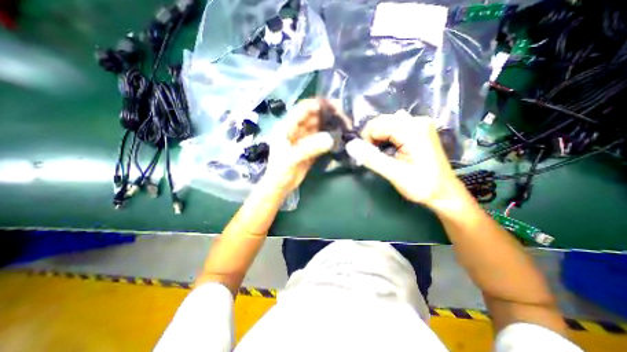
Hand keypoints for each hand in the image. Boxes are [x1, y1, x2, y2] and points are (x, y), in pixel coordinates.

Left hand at [261, 99, 334, 195]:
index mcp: (286, 127)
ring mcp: (304, 139)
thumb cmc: (280, 171)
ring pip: (318, 128)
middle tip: (343, 115)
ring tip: (344, 124)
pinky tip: (339, 136)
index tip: (333, 105)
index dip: (316, 105)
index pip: (302, 110)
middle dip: (327, 114)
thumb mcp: (291, 158)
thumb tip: (330, 138)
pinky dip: (329, 137)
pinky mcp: (310, 148)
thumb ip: (309, 148)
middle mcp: (296, 130)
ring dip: (329, 125)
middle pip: (312, 117)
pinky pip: (321, 139)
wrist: (280, 186)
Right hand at [345, 111, 466, 207]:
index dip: (366, 140)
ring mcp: (420, 124)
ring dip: (379, 137)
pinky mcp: (420, 130)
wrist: (443, 192)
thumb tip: (350, 146)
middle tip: (373, 156)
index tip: (367, 156)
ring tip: (382, 154)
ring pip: (387, 124)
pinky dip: (387, 137)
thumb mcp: (394, 174)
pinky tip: (390, 148)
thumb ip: (372, 159)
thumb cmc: (421, 185)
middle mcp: (417, 121)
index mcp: (412, 130)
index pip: (376, 126)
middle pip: (382, 121)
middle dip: (371, 138)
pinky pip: (396, 127)